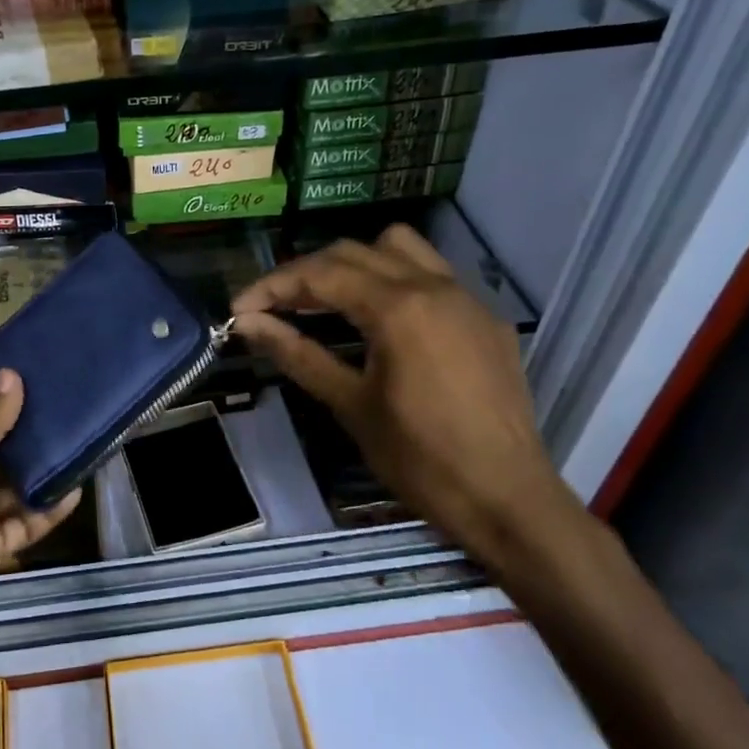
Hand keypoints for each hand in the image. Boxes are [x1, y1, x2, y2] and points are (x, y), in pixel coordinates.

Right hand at [231, 225, 583, 573]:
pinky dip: (396, 280)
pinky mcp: (486, 319)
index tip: (240, 310)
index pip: (320, 274)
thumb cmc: (421, 460)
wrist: (508, 501)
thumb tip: (248, 324)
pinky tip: (384, 321)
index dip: (272, 287)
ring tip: (329, 301)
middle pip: (353, 252)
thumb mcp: (350, 405)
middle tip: (273, 308)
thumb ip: (297, 353)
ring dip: (355, 263)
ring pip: (399, 248)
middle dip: (305, 274)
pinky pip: (433, 274)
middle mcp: (434, 286)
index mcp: (398, 308)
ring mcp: (467, 298)